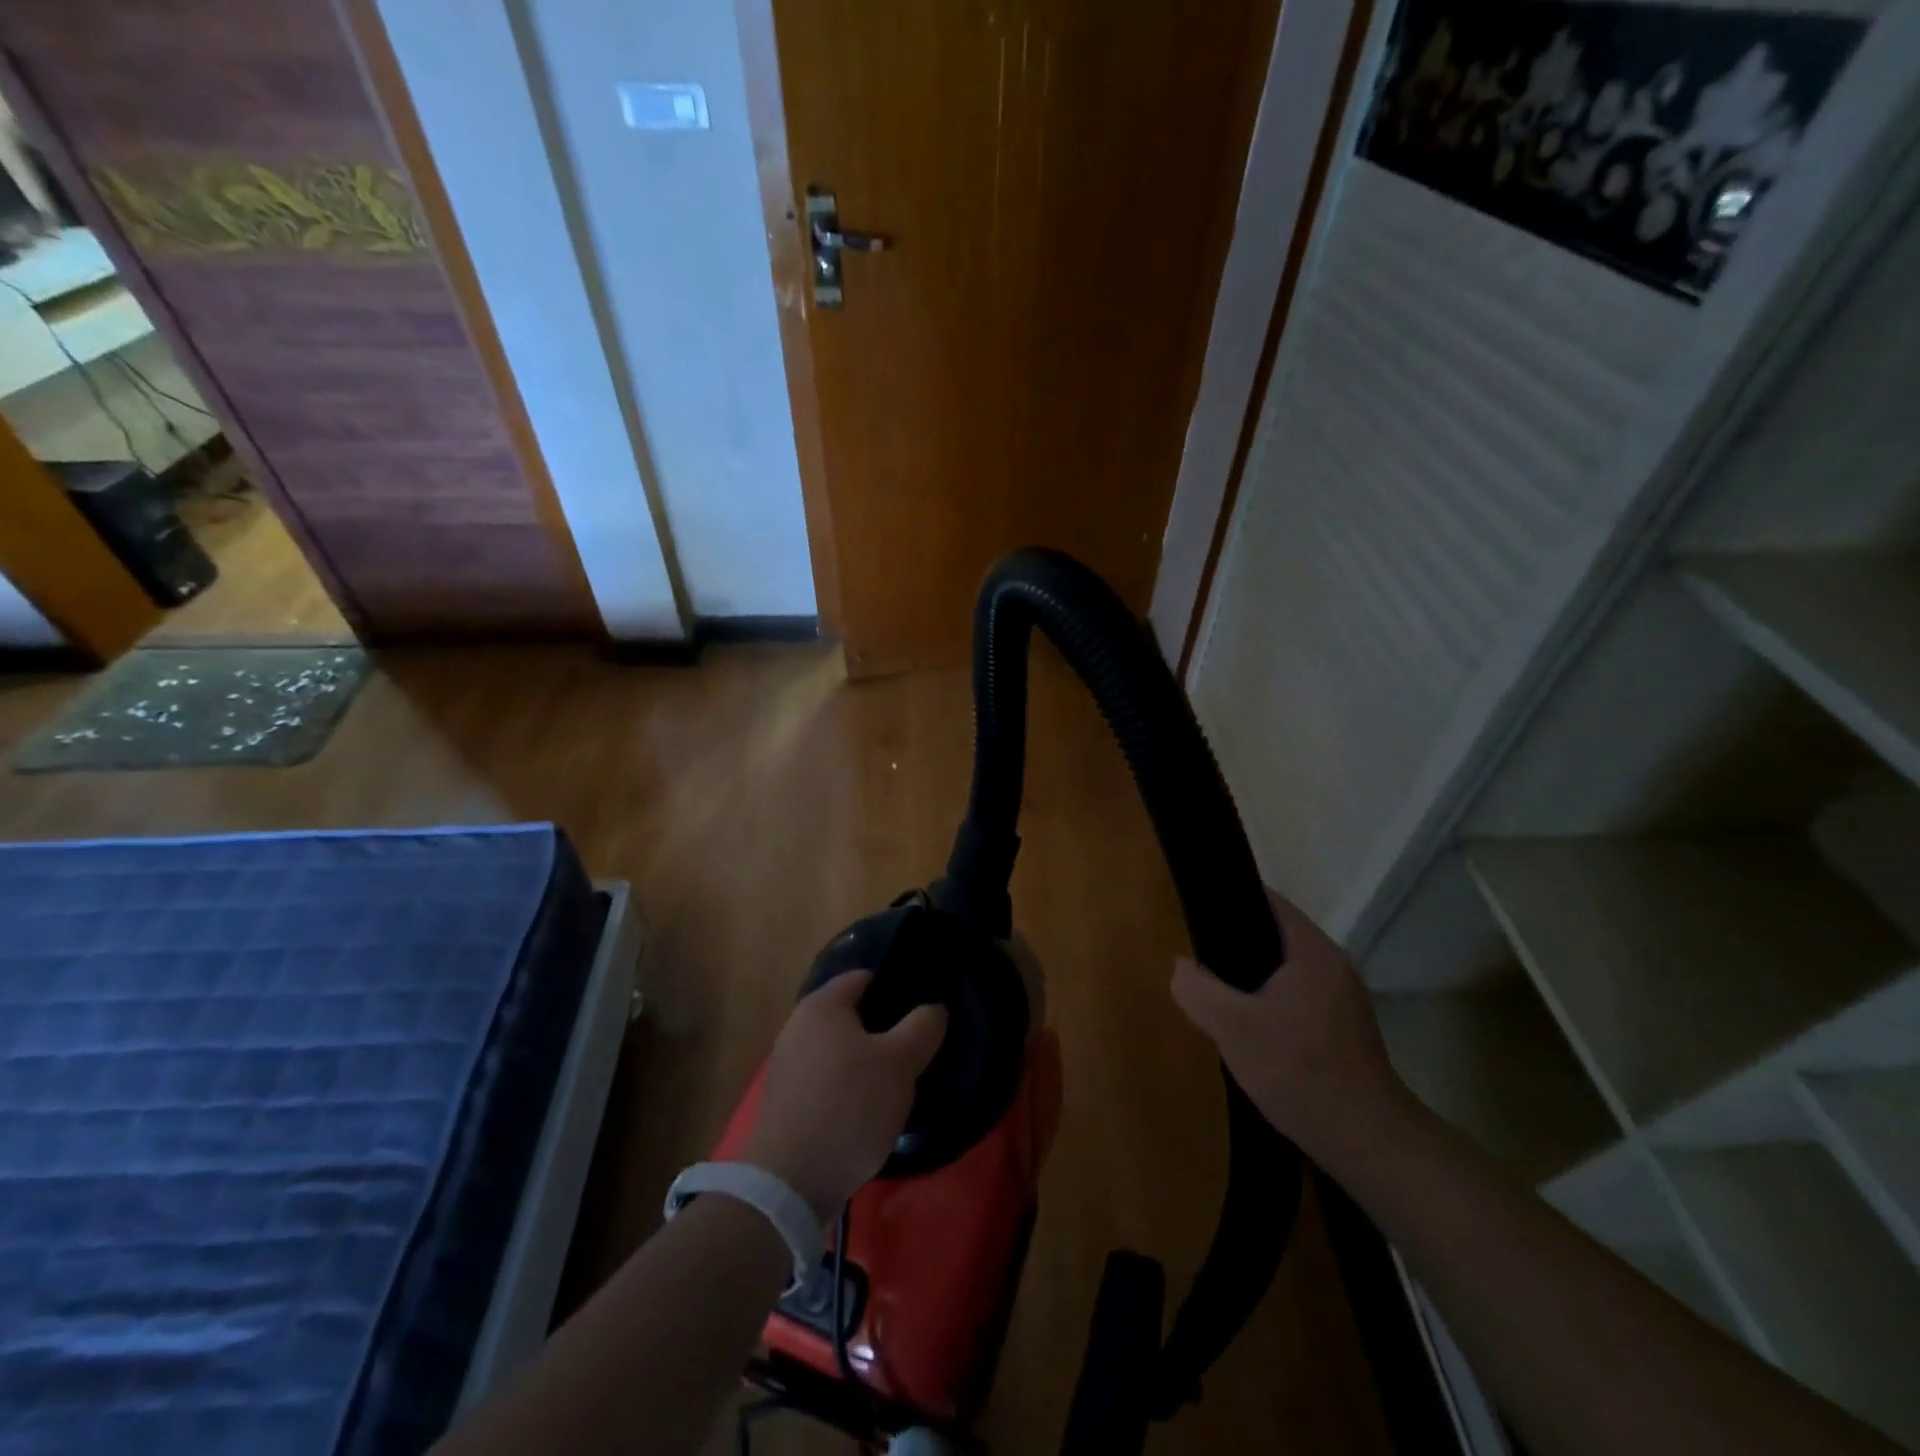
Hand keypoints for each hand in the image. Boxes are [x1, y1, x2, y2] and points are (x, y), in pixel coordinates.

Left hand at [744, 971, 947, 1219]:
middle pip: (851, 1016)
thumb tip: (933, 1010)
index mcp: (822, 1005)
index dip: (895, 988)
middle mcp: (797, 1026)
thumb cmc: (849, 1106)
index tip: (922, 1011)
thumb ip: (922, 1027)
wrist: (789, 1183)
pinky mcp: (785, 1102)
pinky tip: (866, 1112)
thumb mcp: (900, 1063)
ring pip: (839, 1051)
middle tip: (915, 1050)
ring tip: (896, 1085)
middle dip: (883, 1030)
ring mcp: (786, 1065)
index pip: (864, 978)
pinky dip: (847, 1089)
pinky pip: (825, 1081)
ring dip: (866, 1062)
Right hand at [1170, 888, 1411, 1166]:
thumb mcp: (1233, 1028)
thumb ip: (1199, 989)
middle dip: (1234, 943)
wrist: (1368, 1143)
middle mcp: (1333, 966)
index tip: (1195, 910)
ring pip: (1284, 971)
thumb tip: (1182, 967)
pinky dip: (1267, 1002)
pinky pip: (1295, 998)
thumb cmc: (1300, 1072)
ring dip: (1250, 978)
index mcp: (1312, 952)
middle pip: (1274, 935)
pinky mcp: (1342, 1030)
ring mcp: (1342, 999)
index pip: (1268, 901)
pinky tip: (1246, 1027)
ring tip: (1214, 991)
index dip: (1230, 899)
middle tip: (1197, 956)